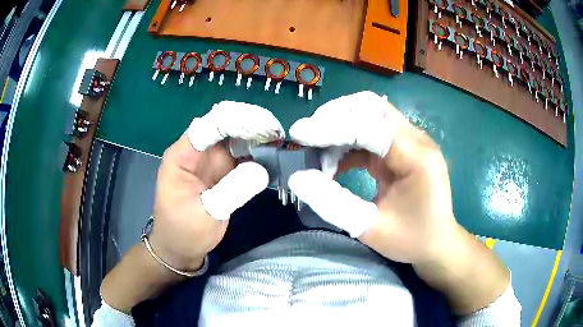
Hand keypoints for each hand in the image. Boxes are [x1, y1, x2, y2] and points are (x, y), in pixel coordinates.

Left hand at [149, 101, 284, 271]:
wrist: (180, 248)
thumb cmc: (183, 233)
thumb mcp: (205, 215)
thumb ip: (231, 191)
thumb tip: (261, 169)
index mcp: (182, 155)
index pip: (209, 125)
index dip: (237, 120)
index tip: (265, 126)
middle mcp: (197, 152)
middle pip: (224, 125)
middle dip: (250, 124)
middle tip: (277, 132)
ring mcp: (210, 160)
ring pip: (235, 137)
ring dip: (256, 135)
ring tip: (279, 139)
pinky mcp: (222, 171)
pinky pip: (241, 155)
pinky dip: (257, 152)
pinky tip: (273, 152)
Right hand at [288, 92, 510, 314]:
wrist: (438, 242)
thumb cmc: (411, 239)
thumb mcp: (370, 228)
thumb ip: (332, 203)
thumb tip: (297, 178)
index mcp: (416, 156)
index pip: (368, 126)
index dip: (330, 127)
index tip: (298, 134)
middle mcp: (416, 138)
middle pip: (370, 107)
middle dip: (334, 117)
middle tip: (308, 139)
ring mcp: (410, 140)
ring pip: (368, 114)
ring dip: (339, 128)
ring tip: (319, 157)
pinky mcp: (402, 147)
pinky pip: (370, 132)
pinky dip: (348, 142)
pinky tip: (335, 164)